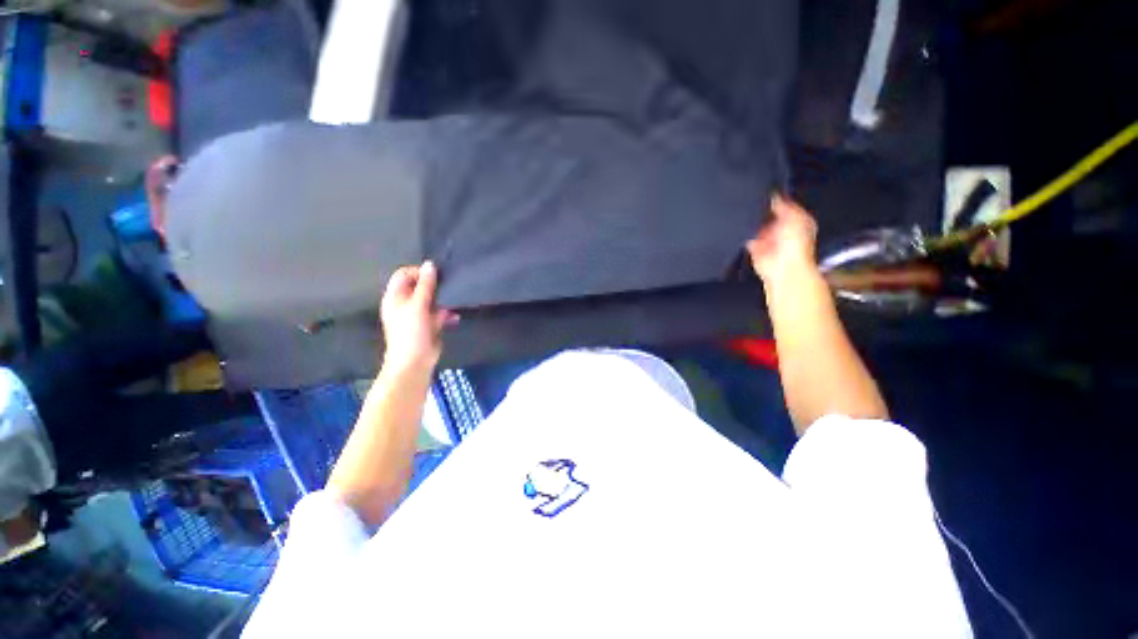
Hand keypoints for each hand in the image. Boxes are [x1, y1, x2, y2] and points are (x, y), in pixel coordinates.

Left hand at [380, 261, 456, 373]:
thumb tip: (430, 264)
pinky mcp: (430, 324)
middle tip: (448, 285)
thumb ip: (425, 285)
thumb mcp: (418, 305)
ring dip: (443, 300)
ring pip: (433, 300)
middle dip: (435, 285)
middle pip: (420, 286)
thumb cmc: (411, 331)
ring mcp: (419, 314)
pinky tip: (455, 317)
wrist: (415, 361)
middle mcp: (406, 303)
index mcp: (395, 297)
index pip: (404, 274)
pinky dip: (448, 314)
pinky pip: (440, 313)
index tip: (435, 276)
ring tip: (454, 301)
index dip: (418, 272)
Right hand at [747, 195, 818, 284]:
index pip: (784, 204)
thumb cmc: (795, 245)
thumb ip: (783, 204)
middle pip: (769, 213)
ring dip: (753, 222)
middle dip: (762, 210)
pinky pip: (747, 236)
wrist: (783, 268)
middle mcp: (782, 228)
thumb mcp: (795, 217)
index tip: (765, 190)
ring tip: (749, 215)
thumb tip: (773, 194)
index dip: (776, 197)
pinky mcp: (754, 247)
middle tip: (755, 203)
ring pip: (757, 224)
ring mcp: (768, 238)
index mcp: (796, 220)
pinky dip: (744, 233)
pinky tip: (743, 228)